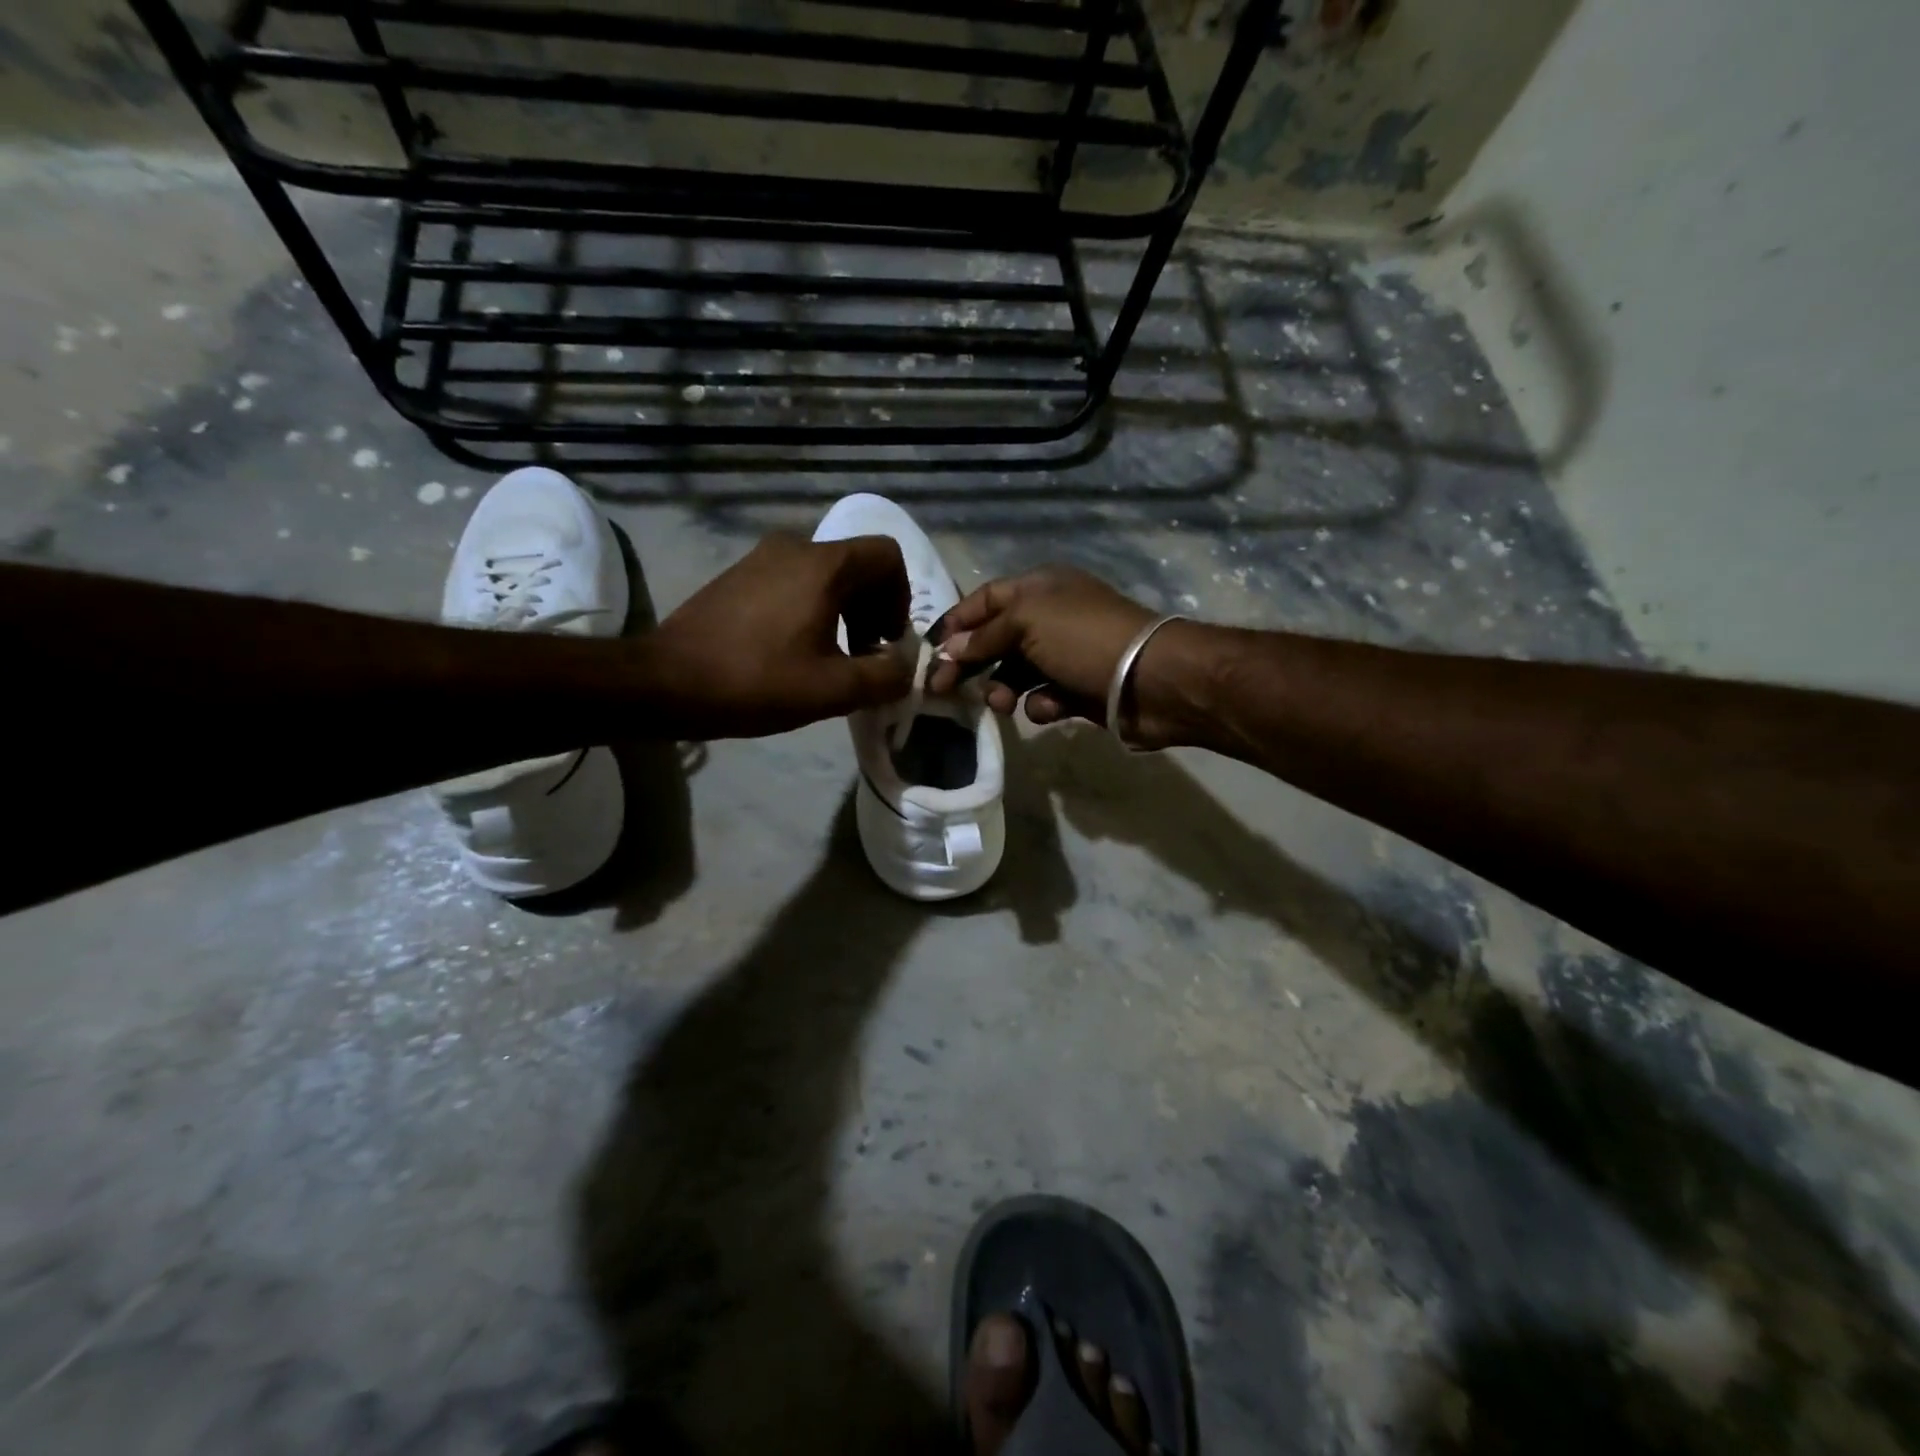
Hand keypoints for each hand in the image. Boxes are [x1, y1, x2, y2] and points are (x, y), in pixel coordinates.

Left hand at [650, 532, 911, 737]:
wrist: (665, 682)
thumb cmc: (755, 681)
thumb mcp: (832, 690)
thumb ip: (883, 677)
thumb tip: (904, 668)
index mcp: (822, 566)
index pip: (887, 555)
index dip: (901, 598)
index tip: (886, 639)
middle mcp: (794, 548)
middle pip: (858, 564)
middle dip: (874, 607)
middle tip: (865, 654)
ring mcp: (761, 558)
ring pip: (825, 574)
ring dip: (844, 610)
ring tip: (833, 656)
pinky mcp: (739, 575)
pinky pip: (794, 581)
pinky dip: (812, 607)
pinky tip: (795, 650)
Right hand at [928, 565, 1158, 728]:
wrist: (1151, 680)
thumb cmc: (1083, 639)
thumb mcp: (1025, 624)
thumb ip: (983, 636)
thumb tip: (948, 649)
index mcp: (1039, 588)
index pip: (984, 599)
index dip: (956, 622)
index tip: (931, 652)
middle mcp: (1050, 617)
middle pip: (996, 639)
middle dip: (972, 663)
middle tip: (944, 690)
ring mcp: (1066, 654)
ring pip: (1016, 673)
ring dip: (1002, 688)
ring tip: (1001, 704)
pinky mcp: (1079, 690)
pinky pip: (1045, 697)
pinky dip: (1041, 704)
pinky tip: (1047, 709)